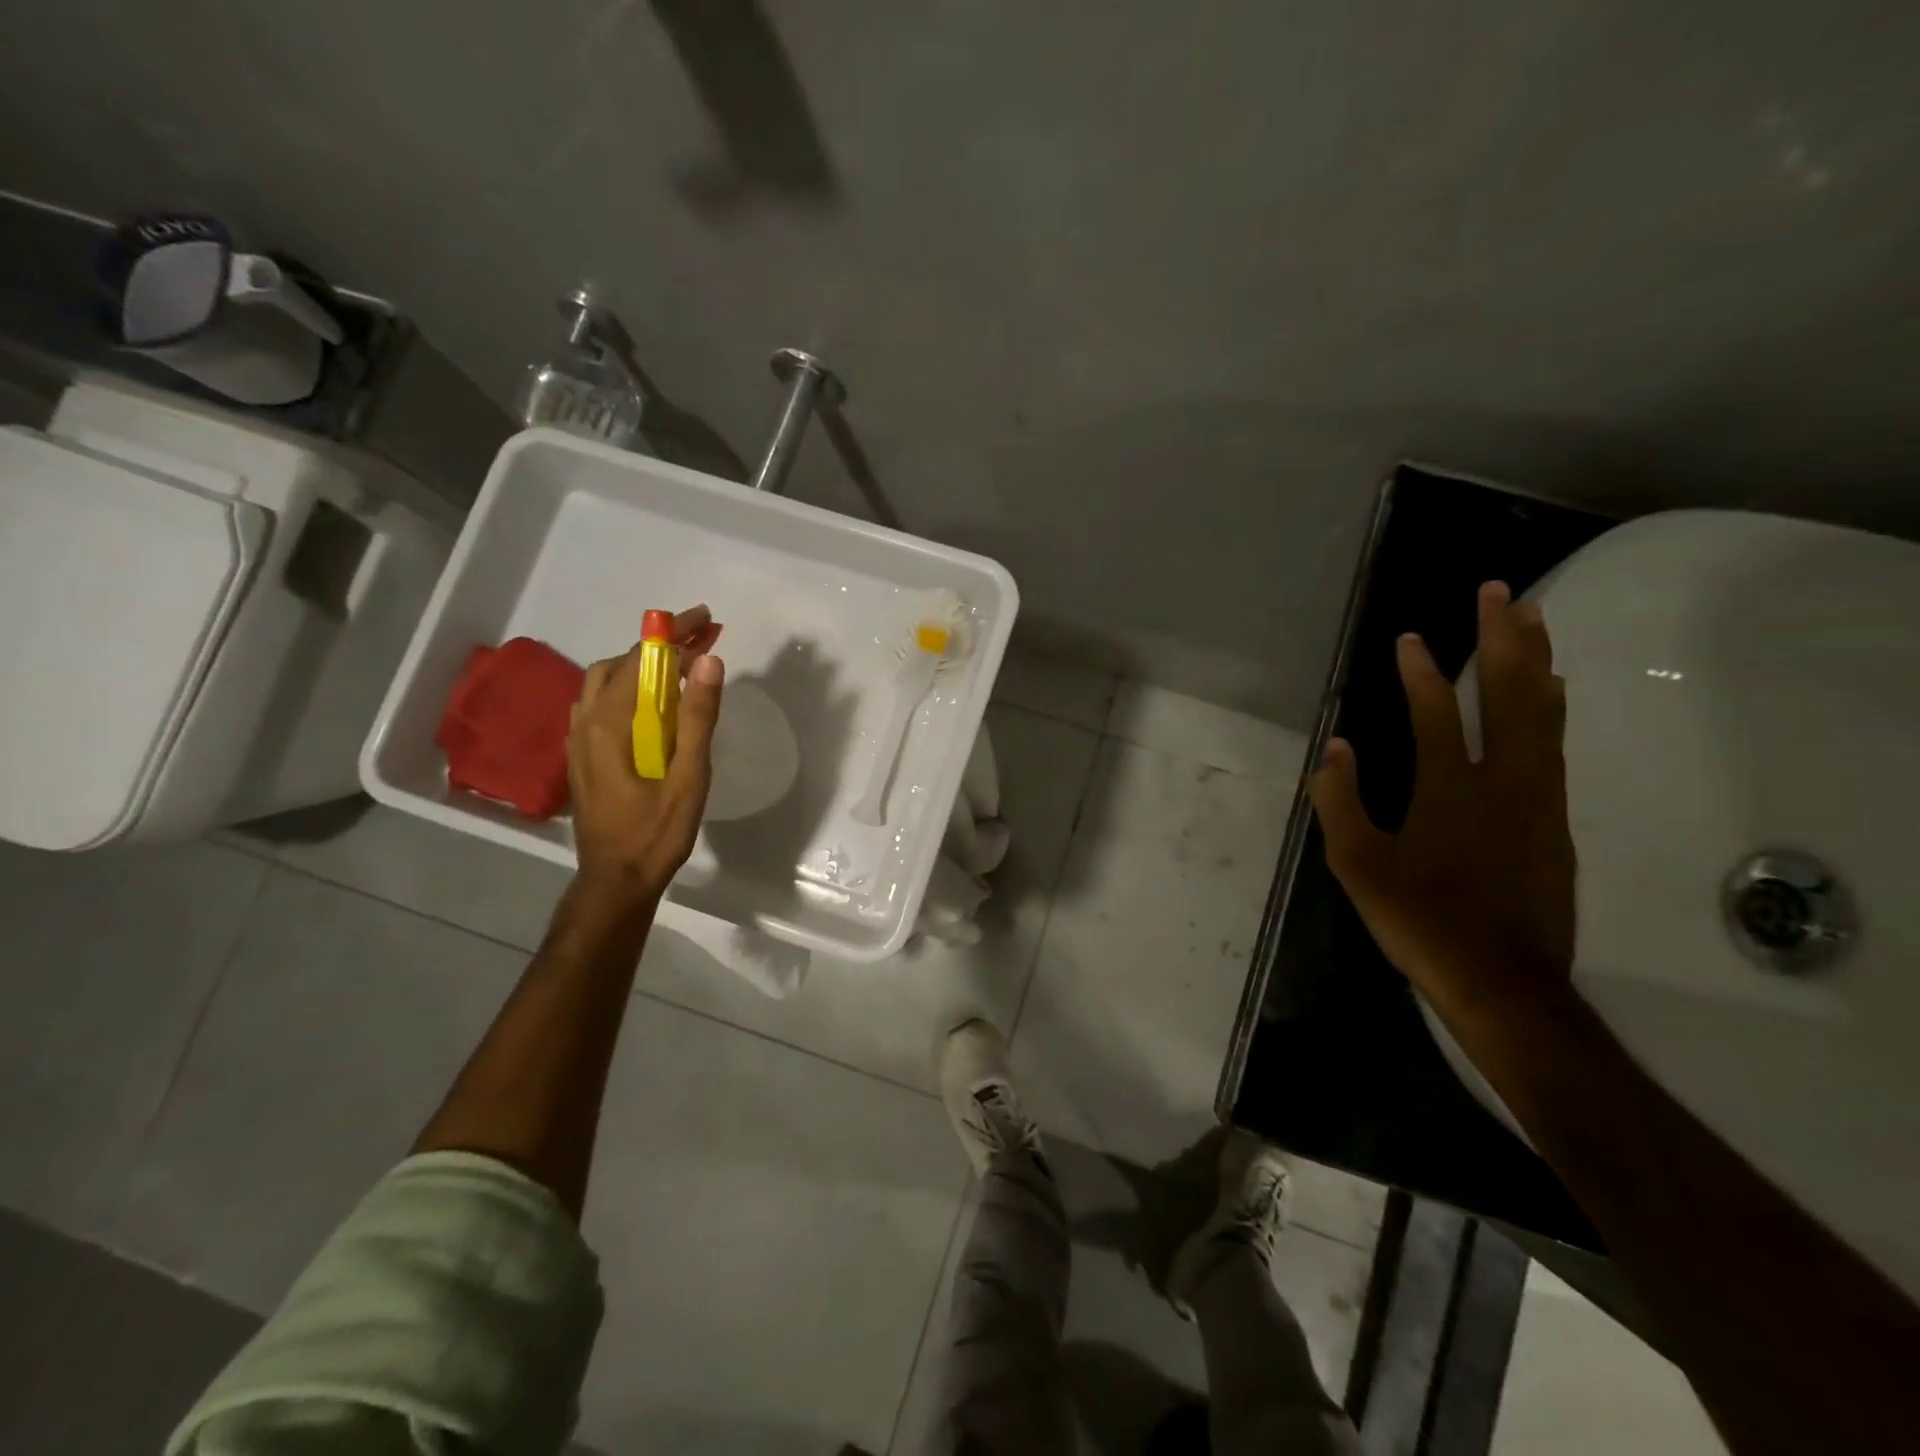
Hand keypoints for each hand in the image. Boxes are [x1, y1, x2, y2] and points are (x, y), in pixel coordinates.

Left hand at [567, 606, 724, 901]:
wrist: (615, 880)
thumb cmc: (656, 832)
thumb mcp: (689, 777)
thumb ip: (697, 718)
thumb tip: (709, 661)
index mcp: (610, 724)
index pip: (641, 660)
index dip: (673, 635)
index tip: (704, 619)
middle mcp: (586, 723)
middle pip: (619, 664)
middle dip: (659, 647)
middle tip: (699, 644)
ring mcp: (579, 740)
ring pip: (604, 683)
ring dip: (640, 666)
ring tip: (679, 670)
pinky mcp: (582, 755)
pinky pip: (599, 704)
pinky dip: (626, 688)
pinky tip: (649, 706)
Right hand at [1308, 581, 1575, 1023]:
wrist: (1503, 982)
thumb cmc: (1420, 920)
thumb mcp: (1357, 866)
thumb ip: (1340, 802)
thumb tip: (1335, 750)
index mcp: (1448, 790)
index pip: (1433, 713)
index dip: (1419, 672)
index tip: (1410, 636)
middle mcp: (1502, 782)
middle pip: (1508, 695)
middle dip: (1502, 638)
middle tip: (1500, 591)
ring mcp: (1537, 800)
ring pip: (1543, 714)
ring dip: (1535, 661)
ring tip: (1533, 620)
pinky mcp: (1555, 822)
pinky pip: (1554, 745)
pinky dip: (1549, 706)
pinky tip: (1549, 693)